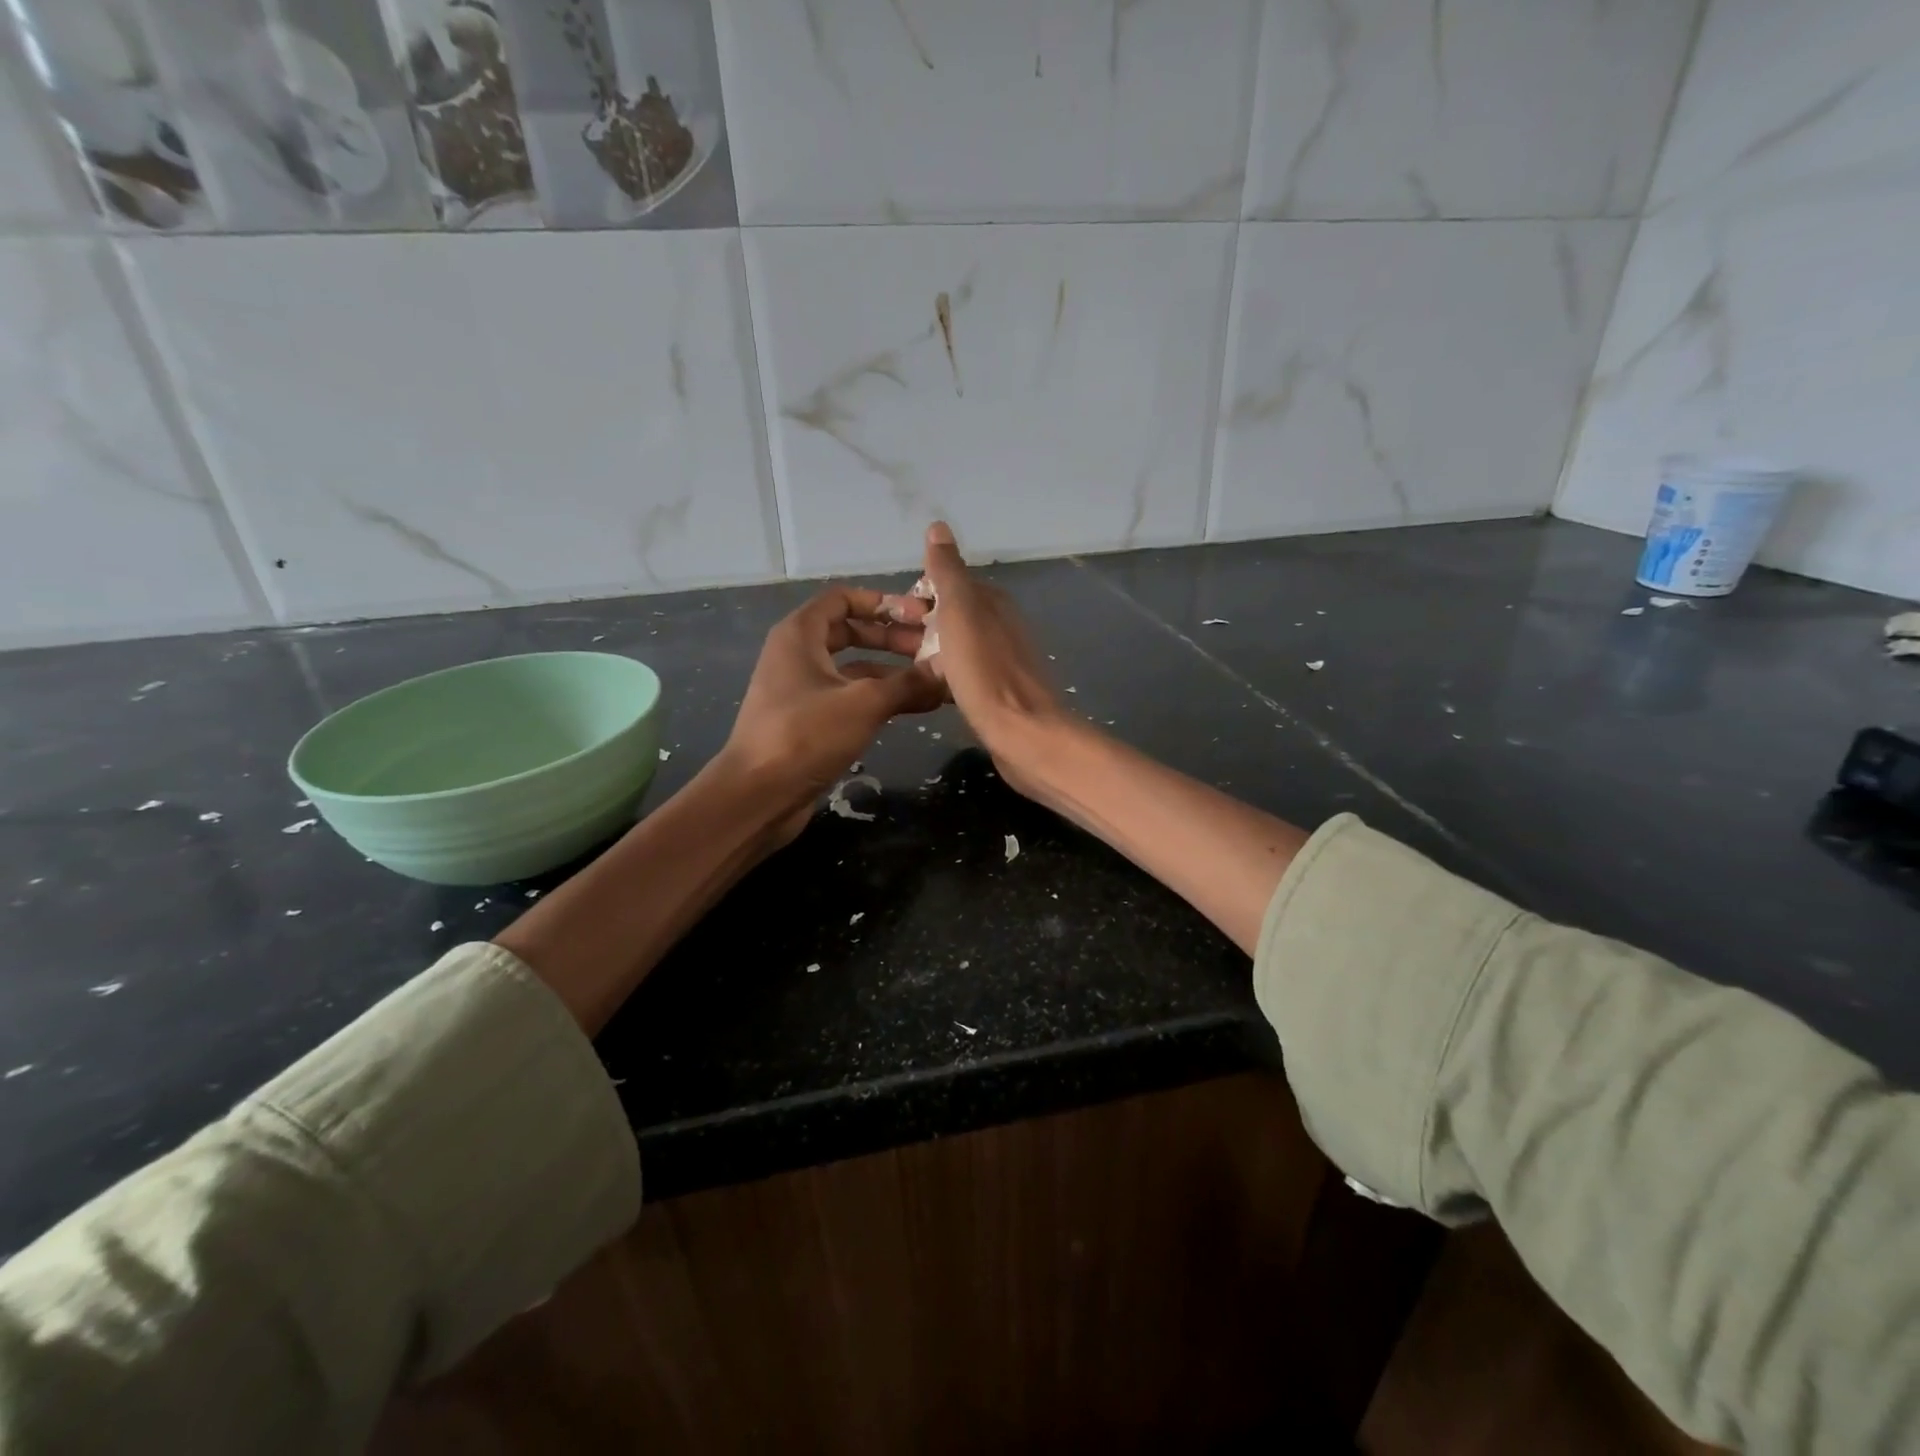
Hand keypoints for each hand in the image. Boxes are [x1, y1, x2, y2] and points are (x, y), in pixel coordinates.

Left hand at [722, 584, 942, 842]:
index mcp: (800, 634)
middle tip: (932, 650)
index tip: (919, 616)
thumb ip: (909, 683)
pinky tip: (914, 708)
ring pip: (854, 669)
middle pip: (851, 632)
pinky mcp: (810, 722)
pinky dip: (879, 699)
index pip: (843, 599)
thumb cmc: (805, 735)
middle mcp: (798, 655)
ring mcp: (803, 690)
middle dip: (893, 638)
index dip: (882, 602)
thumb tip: (948, 669)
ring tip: (933, 682)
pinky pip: (850, 698)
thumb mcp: (864, 703)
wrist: (757, 795)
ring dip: (892, 672)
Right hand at [910, 522, 1073, 790]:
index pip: (949, 583)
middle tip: (883, 642)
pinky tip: (922, 689)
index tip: (888, 613)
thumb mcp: (961, 613)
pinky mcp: (996, 692)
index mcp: (992, 602)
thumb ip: (948, 573)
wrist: (1023, 734)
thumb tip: (938, 526)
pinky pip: (960, 674)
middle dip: (917, 623)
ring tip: (893, 666)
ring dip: (926, 651)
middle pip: (950, 615)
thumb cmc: (986, 672)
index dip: (917, 594)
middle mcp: (998, 626)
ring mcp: (999, 660)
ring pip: (953, 646)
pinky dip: (940, 675)